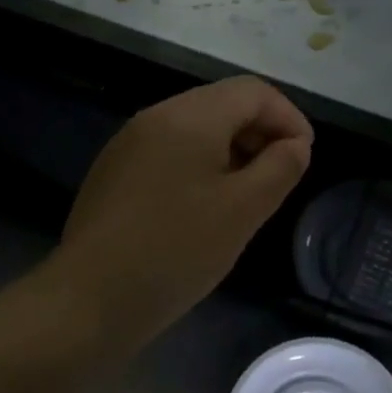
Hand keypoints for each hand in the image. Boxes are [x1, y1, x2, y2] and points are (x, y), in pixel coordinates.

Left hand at [47, 76, 313, 348]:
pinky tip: (204, 205)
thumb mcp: (243, 210)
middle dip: (261, 131)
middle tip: (280, 175)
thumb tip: (295, 144)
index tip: (304, 157)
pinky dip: (201, 163)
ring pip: (197, 126)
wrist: (87, 301)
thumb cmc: (175, 250)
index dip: (288, 117)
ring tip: (248, 193)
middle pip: (224, 103)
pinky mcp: (115, 169)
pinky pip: (170, 148)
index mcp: (190, 115)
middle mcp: (158, 115)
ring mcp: (130, 141)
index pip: (253, 91)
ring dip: (232, 148)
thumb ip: (280, 167)